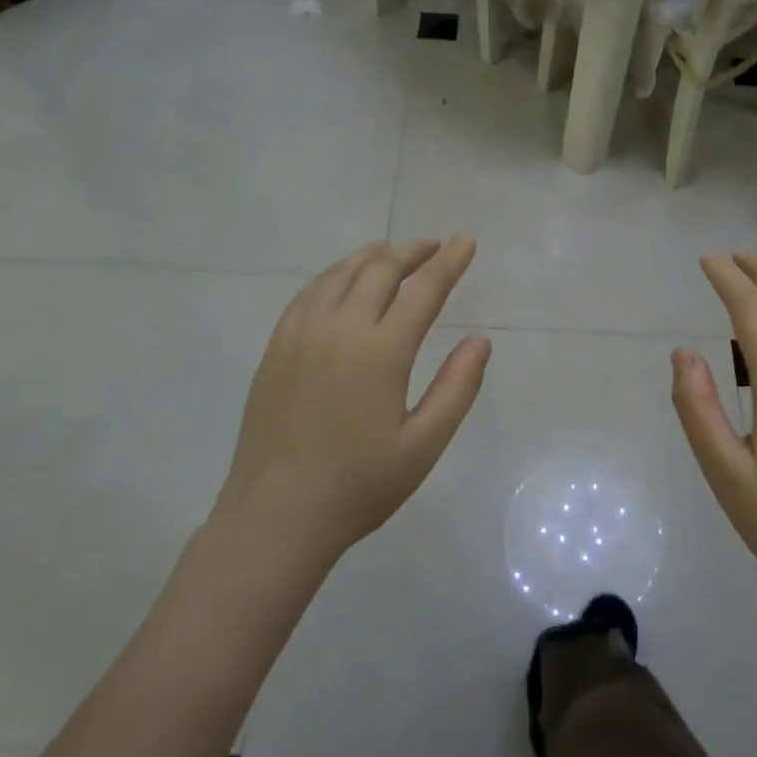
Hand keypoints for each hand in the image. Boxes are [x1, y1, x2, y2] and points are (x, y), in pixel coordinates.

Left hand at [210, 237, 489, 569]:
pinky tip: (341, 279)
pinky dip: (333, 274)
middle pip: (380, 271)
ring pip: (340, 274)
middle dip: (412, 252)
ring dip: (371, 256)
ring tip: (391, 249)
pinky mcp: (277, 348)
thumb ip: (456, 388)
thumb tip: (479, 341)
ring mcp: (301, 335)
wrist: (276, 515)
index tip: (466, 242)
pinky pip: (309, 293)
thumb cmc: (359, 485)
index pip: (423, 290)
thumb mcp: (423, 445)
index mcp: (380, 352)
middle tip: (434, 245)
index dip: (449, 263)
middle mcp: (340, 329)